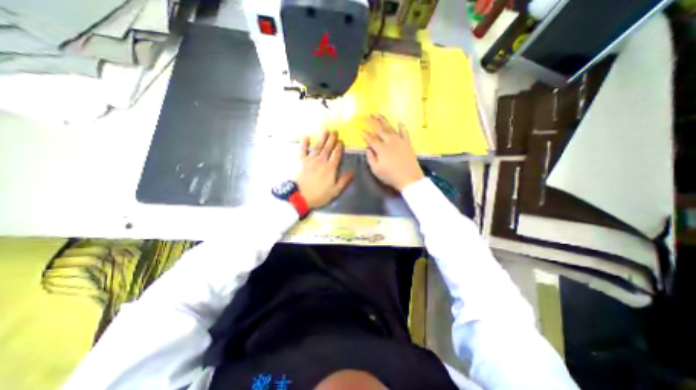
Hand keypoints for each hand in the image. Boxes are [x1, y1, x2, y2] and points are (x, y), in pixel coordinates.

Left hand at [296, 130, 354, 209]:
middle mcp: (321, 161)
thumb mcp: (335, 191)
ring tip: (325, 130)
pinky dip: (304, 143)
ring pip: (317, 147)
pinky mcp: (302, 162)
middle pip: (328, 148)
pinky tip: (306, 137)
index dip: (339, 148)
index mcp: (330, 168)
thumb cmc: (319, 195)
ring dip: (322, 138)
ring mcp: (311, 160)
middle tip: (335, 131)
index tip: (341, 141)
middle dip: (332, 139)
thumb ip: (344, 180)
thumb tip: (353, 172)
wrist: (300, 197)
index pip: (336, 155)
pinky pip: (303, 150)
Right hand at [365, 115, 423, 190]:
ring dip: (383, 120)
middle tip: (367, 116)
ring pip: (390, 128)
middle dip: (372, 122)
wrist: (409, 178)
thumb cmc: (390, 176)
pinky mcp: (407, 143)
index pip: (371, 139)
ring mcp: (400, 141)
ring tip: (378, 114)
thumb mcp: (376, 170)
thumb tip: (368, 148)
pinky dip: (401, 127)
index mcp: (381, 149)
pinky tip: (399, 122)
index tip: (361, 130)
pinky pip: (404, 132)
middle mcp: (390, 141)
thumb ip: (371, 158)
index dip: (365, 134)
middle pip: (379, 129)